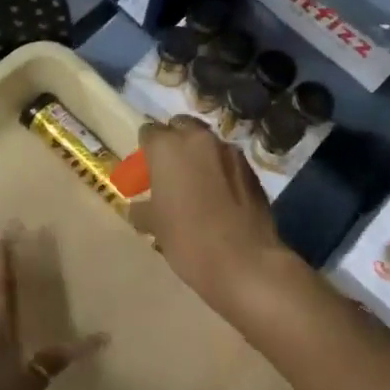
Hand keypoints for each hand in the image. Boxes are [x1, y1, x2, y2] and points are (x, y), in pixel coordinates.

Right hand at [136, 116, 287, 310]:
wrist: (245, 262)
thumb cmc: (188, 240)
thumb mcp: (155, 226)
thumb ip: (143, 209)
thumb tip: (137, 208)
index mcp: (167, 147)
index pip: (149, 132)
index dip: (146, 149)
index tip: (146, 169)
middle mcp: (198, 139)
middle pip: (181, 126)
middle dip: (174, 142)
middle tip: (171, 172)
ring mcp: (229, 151)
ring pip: (207, 142)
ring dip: (200, 155)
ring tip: (197, 184)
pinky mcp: (252, 169)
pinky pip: (228, 161)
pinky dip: (221, 170)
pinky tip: (220, 196)